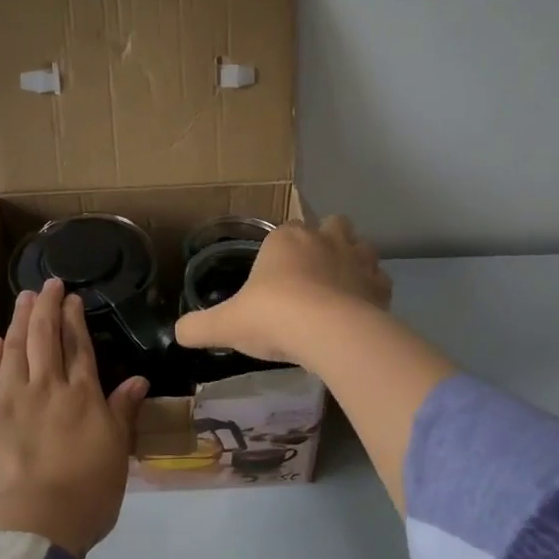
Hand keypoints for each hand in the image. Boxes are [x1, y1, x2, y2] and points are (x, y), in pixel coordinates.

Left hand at [0, 278, 149, 557]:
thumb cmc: (87, 493)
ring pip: (14, 350)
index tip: (72, 298)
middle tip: (48, 284)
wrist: (33, 525)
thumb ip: (123, 411)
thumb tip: (138, 378)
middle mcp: (45, 388)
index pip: (79, 348)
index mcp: (81, 396)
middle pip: (45, 338)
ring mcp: (8, 401)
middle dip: (47, 307)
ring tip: (23, 298)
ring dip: (19, 321)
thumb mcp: (117, 452)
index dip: (75, 320)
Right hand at [173, 216, 391, 364]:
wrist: (329, 333)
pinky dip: (371, 291)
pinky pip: (379, 280)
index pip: (284, 230)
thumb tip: (178, 333)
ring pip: (361, 246)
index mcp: (286, 238)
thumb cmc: (273, 316)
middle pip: (331, 225)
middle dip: (324, 242)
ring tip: (338, 290)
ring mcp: (358, 259)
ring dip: (352, 261)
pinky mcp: (381, 286)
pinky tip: (359, 311)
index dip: (280, 250)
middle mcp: (325, 239)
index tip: (274, 278)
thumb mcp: (226, 325)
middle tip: (311, 276)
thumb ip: (200, 327)